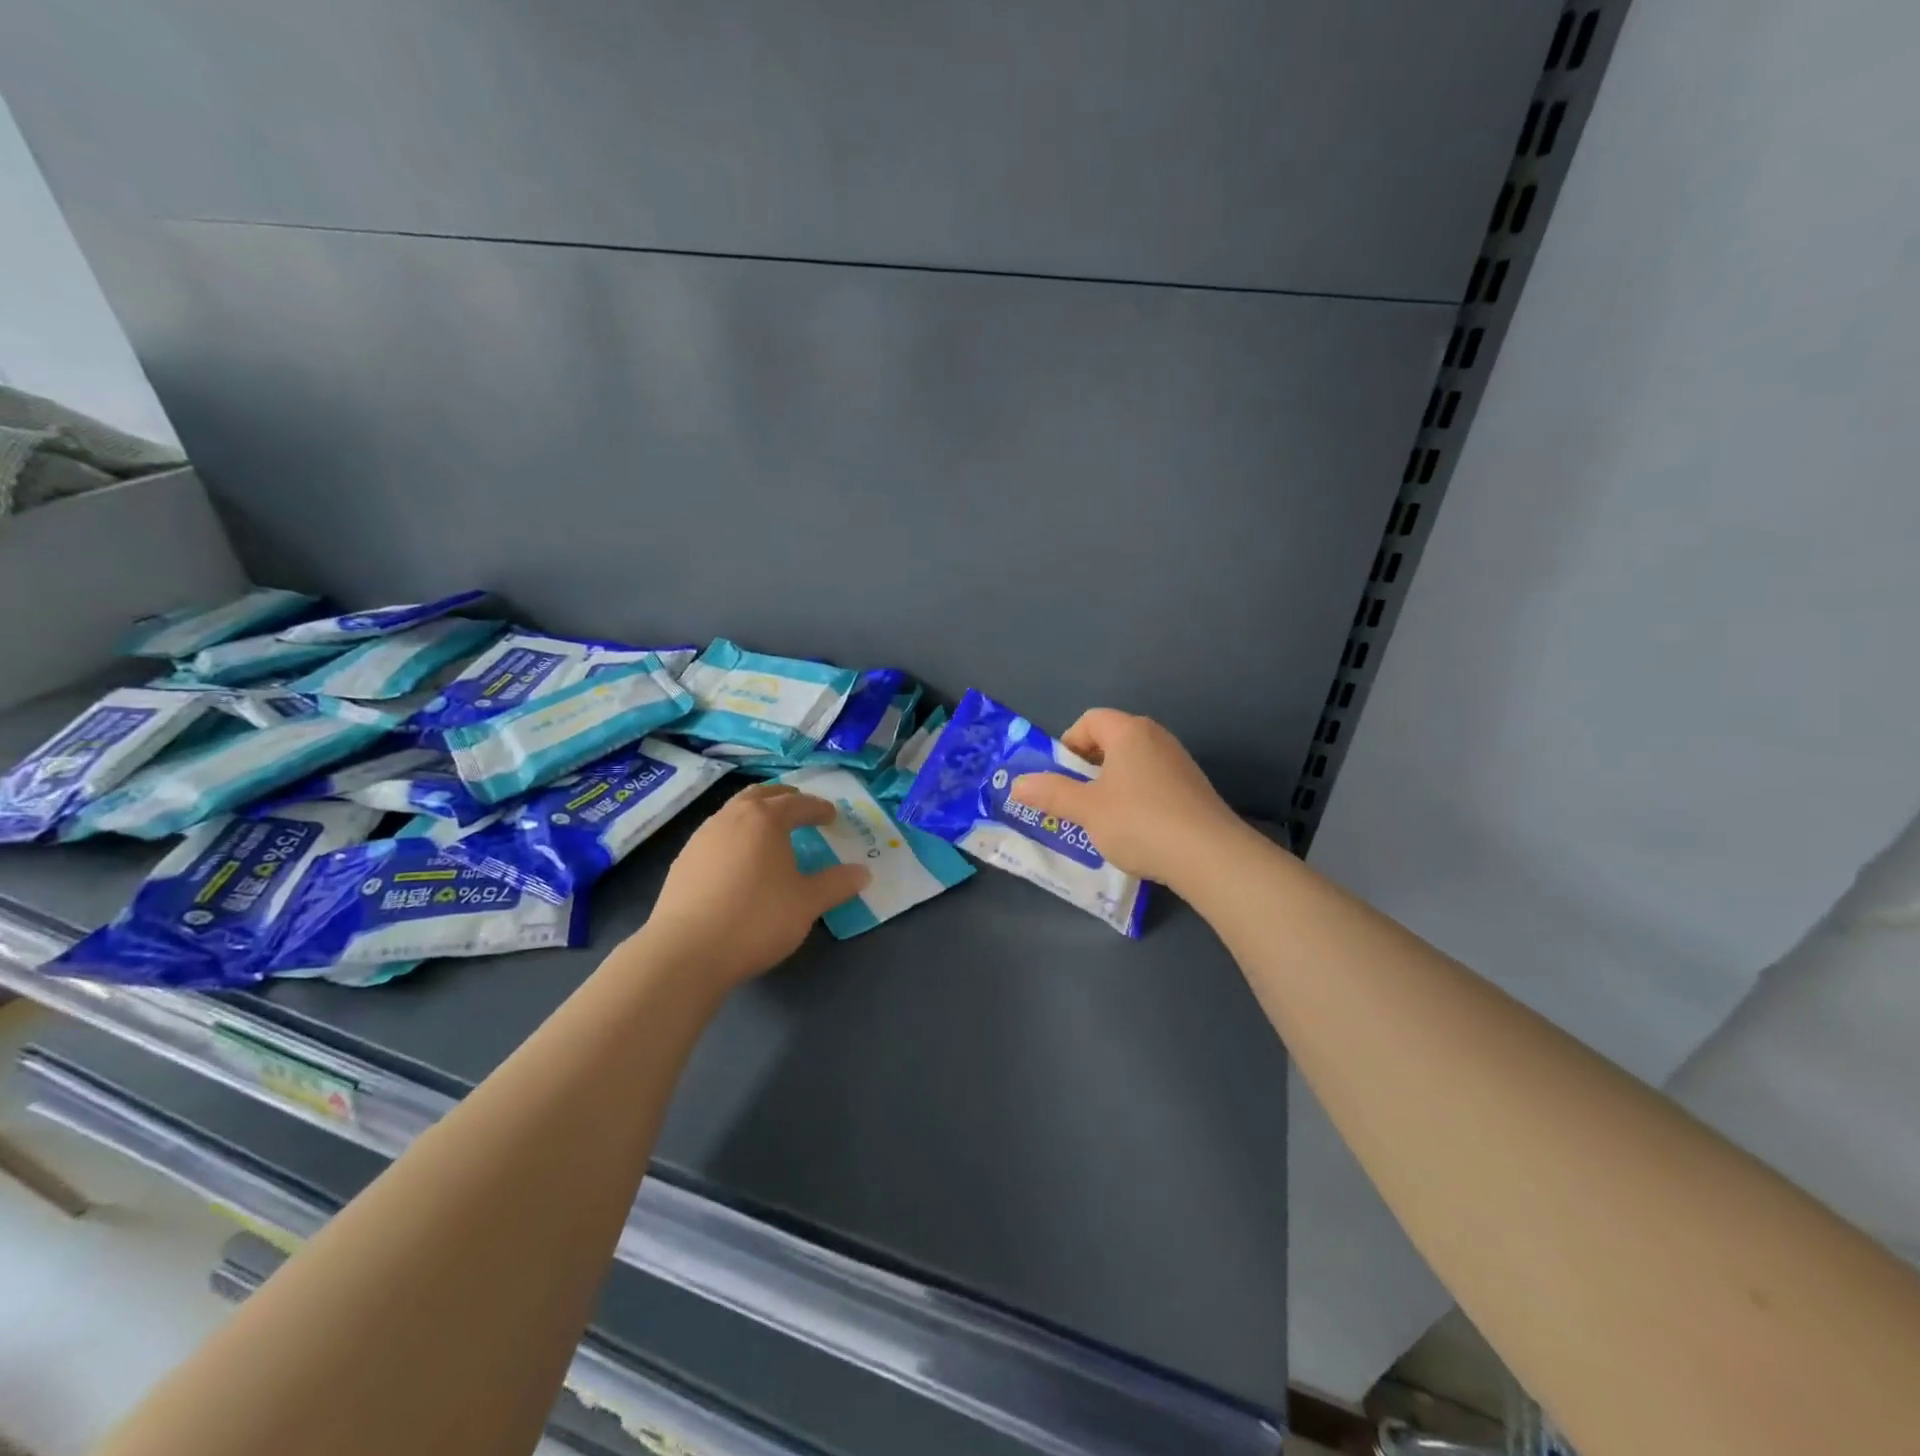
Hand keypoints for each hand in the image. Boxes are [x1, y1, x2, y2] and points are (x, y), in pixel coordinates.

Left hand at [640, 784, 870, 991]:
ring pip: (733, 812)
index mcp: (765, 819)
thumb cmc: (757, 918)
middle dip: (783, 799)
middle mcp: (731, 818)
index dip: (818, 808)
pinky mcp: (682, 862)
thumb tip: (863, 872)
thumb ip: (837, 884)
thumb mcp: (807, 903)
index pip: (798, 803)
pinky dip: (735, 837)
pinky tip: (739, 862)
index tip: (831, 816)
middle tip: (799, 809)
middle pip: (760, 795)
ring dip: (755, 815)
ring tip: (769, 834)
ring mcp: (701, 838)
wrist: (686, 952)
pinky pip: (716, 836)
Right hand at [1010, 709, 1245, 891]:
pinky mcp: (1193, 789)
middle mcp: (1157, 738)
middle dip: (1088, 767)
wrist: (1209, 855)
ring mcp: (1179, 763)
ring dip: (1111, 785)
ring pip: (1133, 764)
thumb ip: (1051, 793)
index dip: (1069, 743)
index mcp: (1129, 732)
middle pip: (1112, 740)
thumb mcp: (1086, 809)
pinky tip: (1135, 830)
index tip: (1060, 776)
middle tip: (1075, 799)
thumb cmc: (1139, 822)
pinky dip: (1136, 798)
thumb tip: (1018, 784)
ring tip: (1101, 819)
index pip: (1091, 720)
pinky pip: (1153, 783)